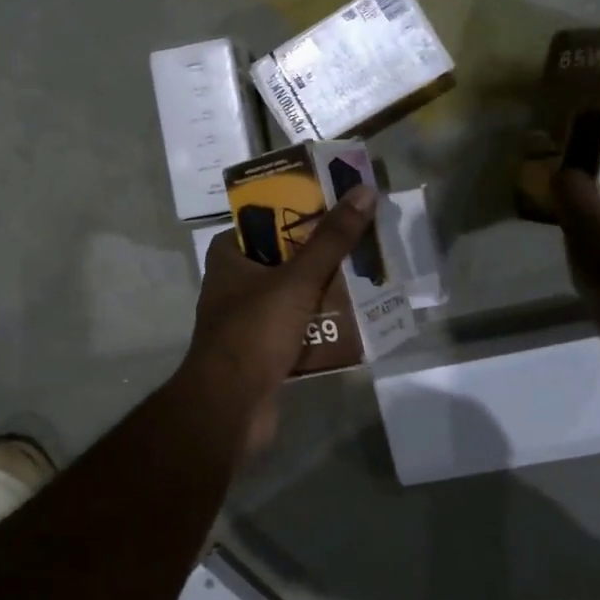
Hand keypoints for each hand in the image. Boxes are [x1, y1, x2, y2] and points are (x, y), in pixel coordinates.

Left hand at [183, 185, 377, 454]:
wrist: (229, 407)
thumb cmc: (254, 331)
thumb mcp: (297, 279)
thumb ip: (331, 239)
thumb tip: (363, 191)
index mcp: (229, 255)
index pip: (268, 219)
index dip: (303, 210)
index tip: (342, 205)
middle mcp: (234, 281)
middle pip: (286, 256)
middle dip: (324, 253)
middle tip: (364, 240)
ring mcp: (248, 317)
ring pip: (295, 292)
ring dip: (327, 289)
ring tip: (369, 275)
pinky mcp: (263, 348)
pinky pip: (298, 326)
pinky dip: (322, 322)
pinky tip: (357, 318)